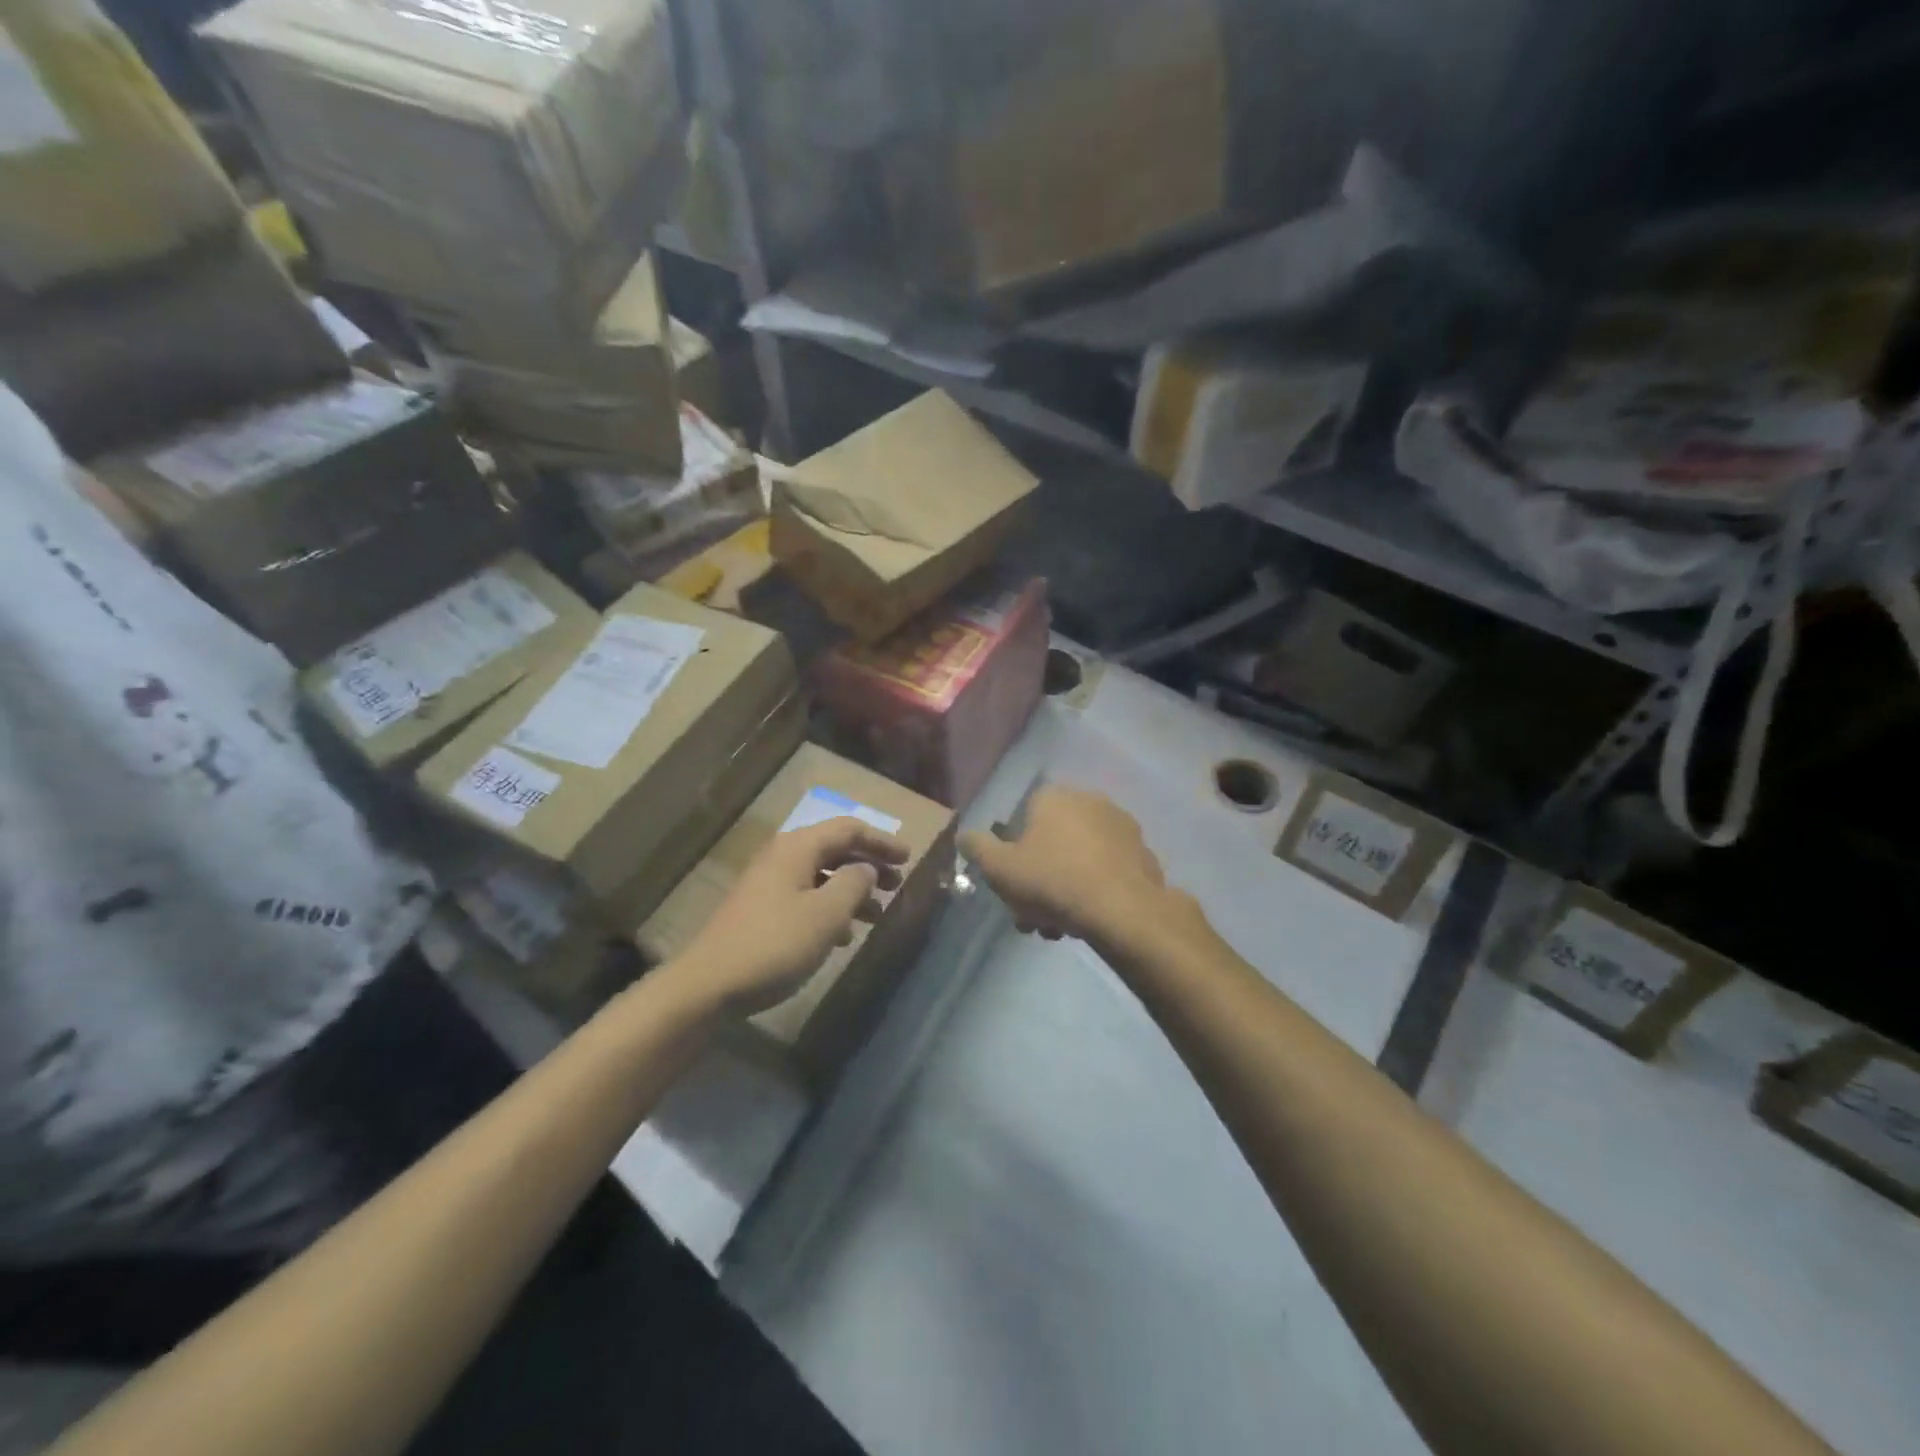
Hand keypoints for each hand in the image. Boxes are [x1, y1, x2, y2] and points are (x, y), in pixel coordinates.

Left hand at [667, 817, 909, 1015]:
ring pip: (821, 876)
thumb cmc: (775, 943)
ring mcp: (769, 885)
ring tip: (877, 915)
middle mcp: (782, 857)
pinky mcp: (762, 911)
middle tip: (898, 884)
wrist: (709, 985)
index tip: (909, 857)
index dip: (881, 841)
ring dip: (852, 890)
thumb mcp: (826, 914)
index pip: (848, 829)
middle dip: (869, 864)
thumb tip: (866, 869)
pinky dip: (831, 909)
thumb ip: (854, 884)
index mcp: (798, 848)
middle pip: (835, 849)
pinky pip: (806, 898)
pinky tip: (843, 937)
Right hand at [959, 786, 1179, 947]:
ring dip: (1064, 889)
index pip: (1022, 819)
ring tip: (1059, 928)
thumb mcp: (999, 868)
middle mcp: (1088, 800)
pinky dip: (1094, 888)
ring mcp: (1120, 825)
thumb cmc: (1052, 881)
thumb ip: (977, 848)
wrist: (1122, 910)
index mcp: (1053, 797)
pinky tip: (1088, 920)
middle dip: (1038, 879)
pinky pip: (1106, 869)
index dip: (1012, 856)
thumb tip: (964, 836)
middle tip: (1032, 916)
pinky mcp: (1142, 852)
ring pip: (1078, 858)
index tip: (1011, 889)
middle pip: (1051, 842)